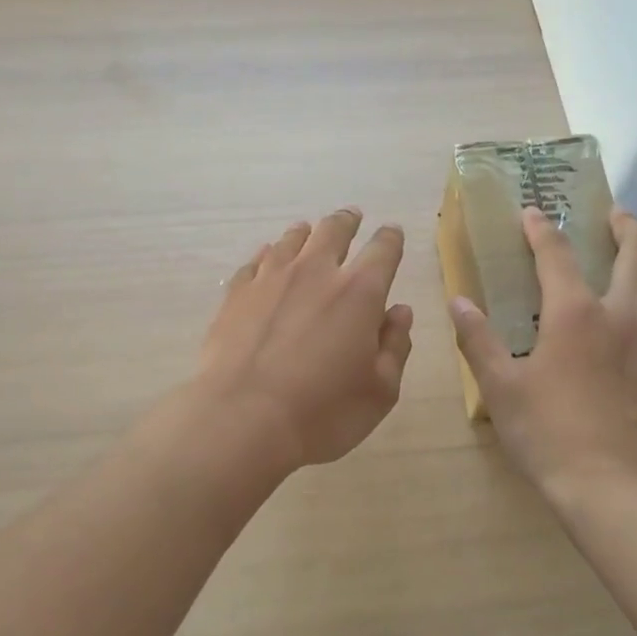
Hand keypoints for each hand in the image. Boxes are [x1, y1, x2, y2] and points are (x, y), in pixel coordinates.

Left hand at [194, 209, 413, 471]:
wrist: (242, 419)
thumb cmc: (322, 412)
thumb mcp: (379, 391)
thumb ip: (395, 346)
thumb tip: (400, 311)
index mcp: (360, 292)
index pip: (383, 249)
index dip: (391, 239)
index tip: (393, 234)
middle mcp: (316, 272)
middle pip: (334, 230)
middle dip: (348, 220)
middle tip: (352, 217)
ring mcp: (271, 279)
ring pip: (292, 239)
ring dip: (307, 233)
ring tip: (309, 232)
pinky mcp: (236, 294)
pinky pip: (256, 261)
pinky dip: (268, 254)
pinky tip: (268, 258)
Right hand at [451, 207, 636, 499]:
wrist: (613, 488)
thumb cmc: (547, 435)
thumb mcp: (500, 388)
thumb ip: (477, 340)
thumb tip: (458, 301)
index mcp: (575, 315)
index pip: (557, 255)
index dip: (542, 229)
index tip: (533, 212)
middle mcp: (624, 317)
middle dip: (626, 226)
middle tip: (616, 215)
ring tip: (636, 271)